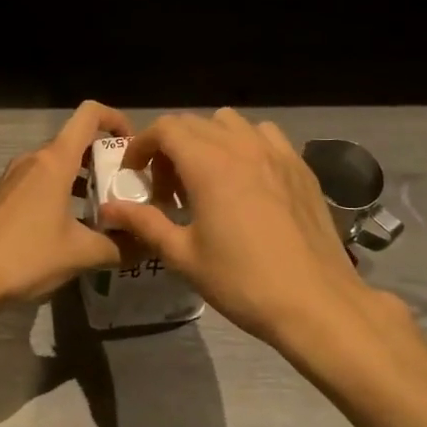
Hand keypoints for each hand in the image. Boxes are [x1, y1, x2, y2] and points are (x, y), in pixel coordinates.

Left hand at [0, 101, 130, 315]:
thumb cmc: (26, 256)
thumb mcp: (80, 254)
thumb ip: (120, 247)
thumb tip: (149, 245)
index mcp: (54, 161)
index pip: (89, 115)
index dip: (116, 118)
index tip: (134, 146)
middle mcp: (33, 159)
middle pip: (75, 142)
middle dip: (105, 160)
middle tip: (128, 190)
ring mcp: (14, 177)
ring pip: (57, 165)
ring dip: (83, 180)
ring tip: (105, 211)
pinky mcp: (3, 196)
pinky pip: (40, 181)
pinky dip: (62, 192)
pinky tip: (72, 227)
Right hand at [98, 108, 423, 365]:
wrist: (317, 303)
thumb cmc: (243, 281)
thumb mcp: (184, 255)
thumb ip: (144, 223)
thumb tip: (109, 209)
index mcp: (209, 164)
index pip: (165, 128)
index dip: (142, 145)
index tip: (134, 174)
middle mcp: (242, 146)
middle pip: (194, 123)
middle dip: (170, 147)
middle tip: (166, 188)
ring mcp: (277, 152)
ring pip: (231, 124)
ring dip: (208, 141)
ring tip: (206, 178)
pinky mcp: (301, 167)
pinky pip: (265, 136)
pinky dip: (245, 145)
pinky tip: (246, 181)